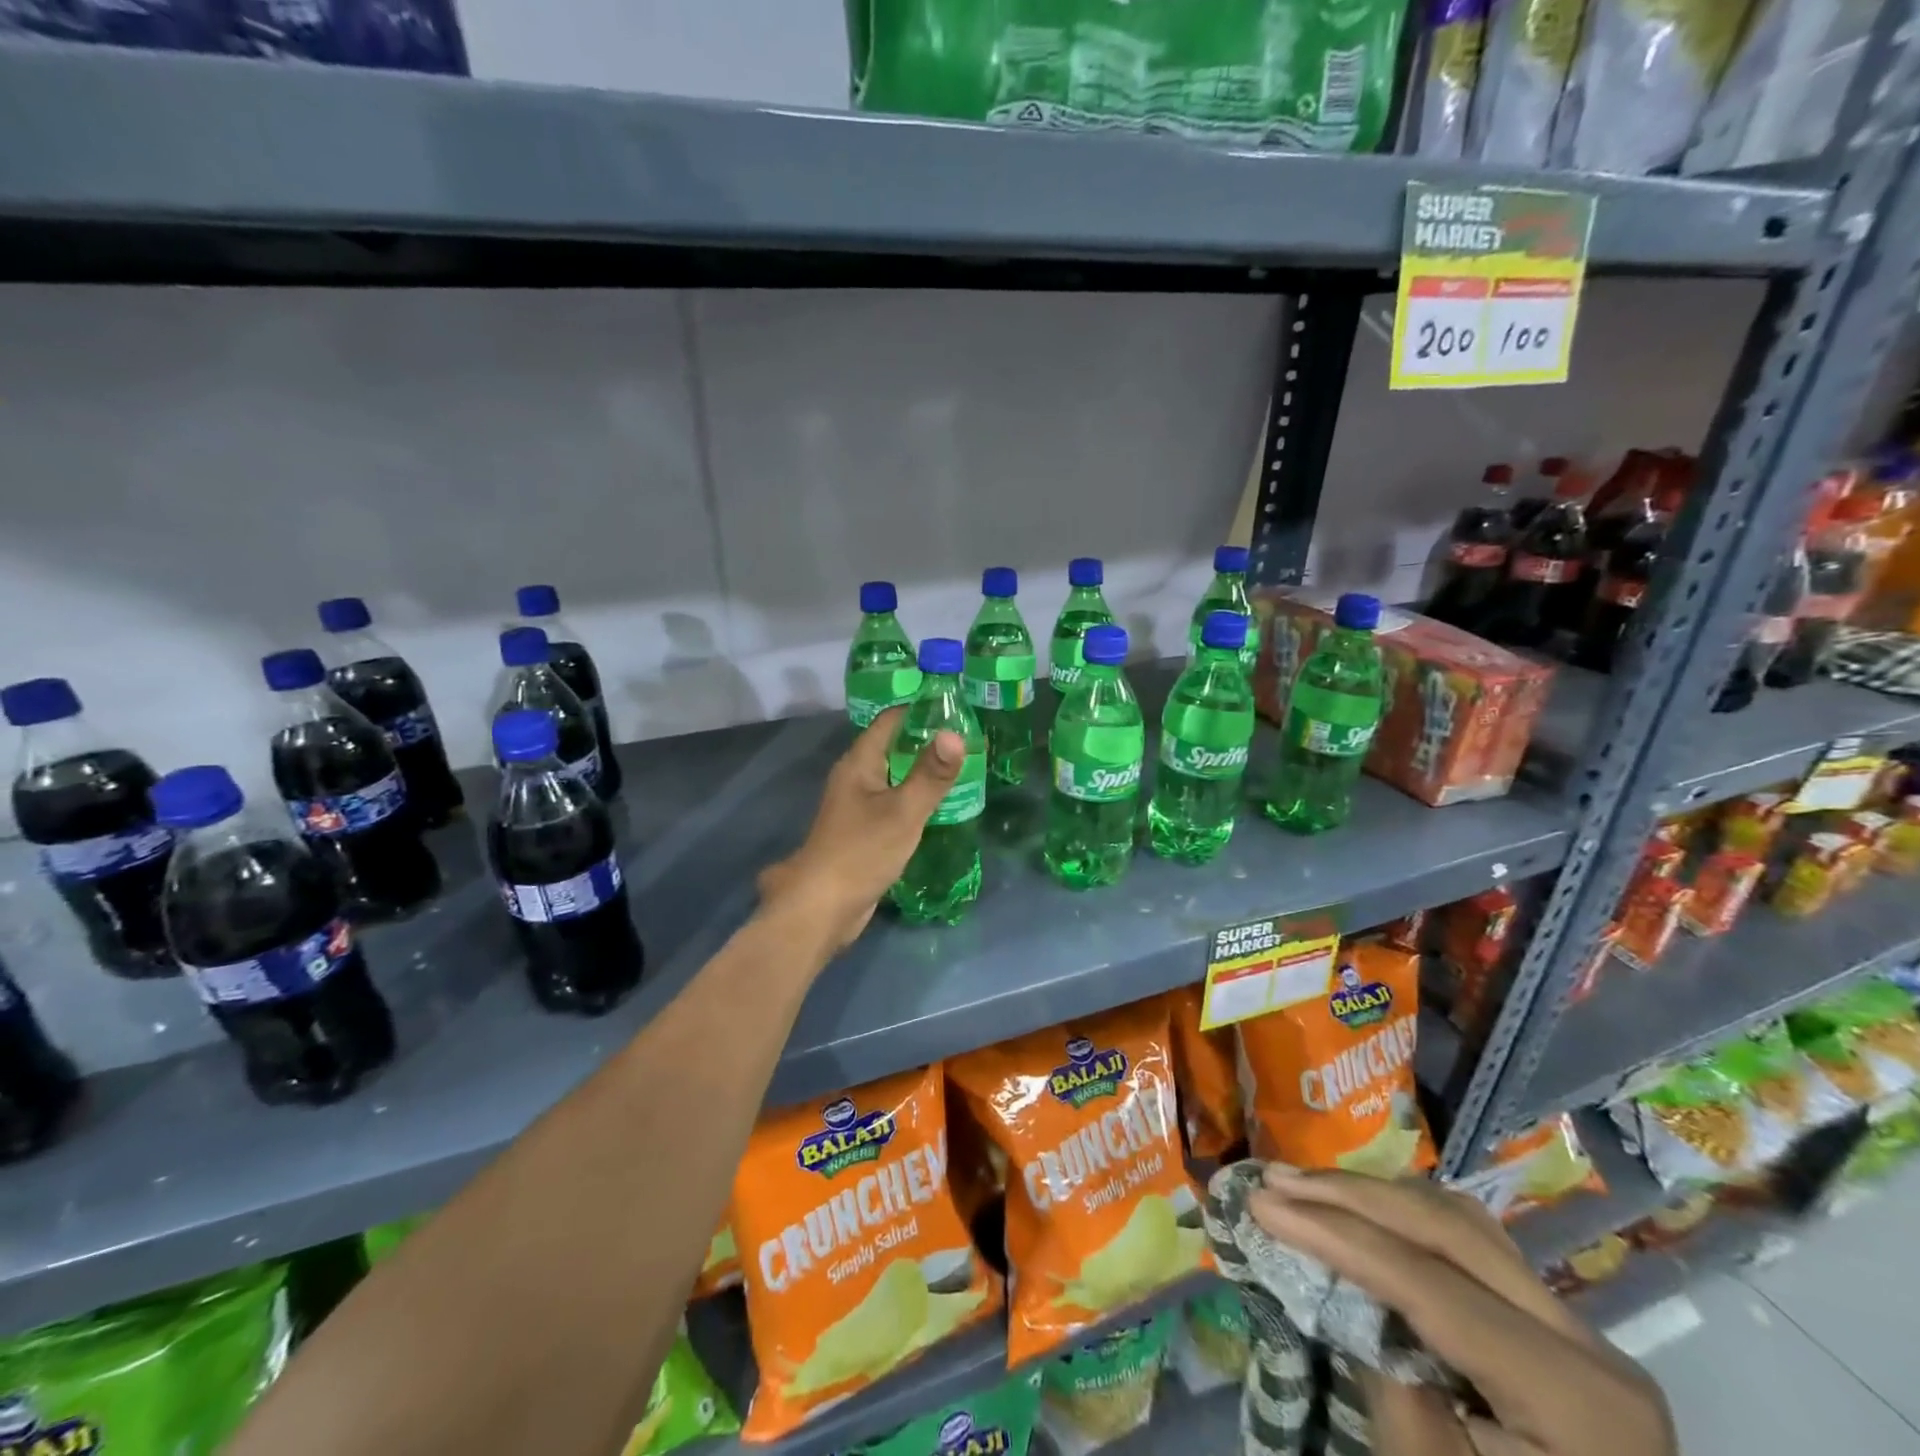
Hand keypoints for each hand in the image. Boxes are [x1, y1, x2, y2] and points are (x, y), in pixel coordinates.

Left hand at [756, 708, 963, 954]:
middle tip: (968, 738)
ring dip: (921, 771)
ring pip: (894, 777)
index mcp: (859, 763)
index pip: (890, 720)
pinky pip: (892, 802)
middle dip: (926, 741)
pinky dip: (914, 798)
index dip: (920, 709)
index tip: (956, 706)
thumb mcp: (903, 811)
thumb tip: (955, 733)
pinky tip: (938, 806)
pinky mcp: (862, 831)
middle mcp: (854, 778)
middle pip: (892, 747)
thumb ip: (930, 775)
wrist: (823, 908)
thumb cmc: (861, 852)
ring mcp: (856, 806)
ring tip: (961, 768)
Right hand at [1249, 1169, 1675, 1455]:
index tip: (1260, 1203)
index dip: (1336, 1234)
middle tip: (1275, 1179)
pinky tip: (1362, 1215)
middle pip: (1449, 1229)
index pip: (1428, 1282)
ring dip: (1375, 1197)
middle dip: (1351, 1195)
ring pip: (1463, 1223)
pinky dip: (1407, 1220)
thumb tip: (1336, 1281)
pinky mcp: (1553, 1333)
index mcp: (1574, 1397)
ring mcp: (1577, 1333)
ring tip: (1305, 1187)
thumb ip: (1386, 1375)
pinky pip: (1474, 1247)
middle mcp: (1588, 1346)